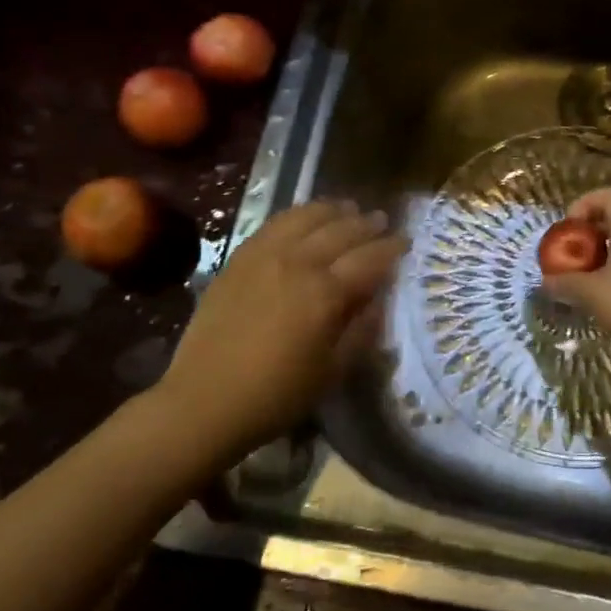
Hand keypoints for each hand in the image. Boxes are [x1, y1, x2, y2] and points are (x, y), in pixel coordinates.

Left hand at [160, 200, 406, 457]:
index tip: (406, 242)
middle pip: (341, 230)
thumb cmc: (277, 394)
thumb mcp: (333, 371)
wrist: (204, 401)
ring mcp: (264, 256)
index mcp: (326, 293)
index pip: (370, 258)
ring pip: (306, 217)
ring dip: (333, 211)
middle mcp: (298, 263)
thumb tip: (379, 297)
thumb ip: (362, 328)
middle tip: (382, 221)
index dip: (392, 248)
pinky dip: (297, 215)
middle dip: (367, 224)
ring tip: (348, 209)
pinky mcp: (238, 259)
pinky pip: (274, 224)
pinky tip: (305, 218)